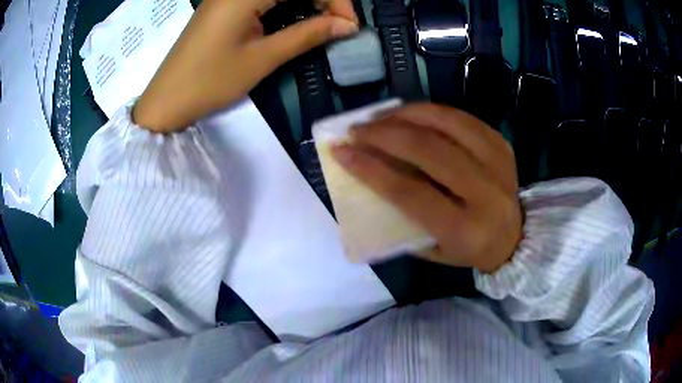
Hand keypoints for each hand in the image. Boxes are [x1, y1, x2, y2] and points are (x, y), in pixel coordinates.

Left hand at [134, 0, 358, 131]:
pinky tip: (296, 19)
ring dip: (306, 1)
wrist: (167, 99)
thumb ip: (307, 35)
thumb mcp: (262, 58)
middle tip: (338, 25)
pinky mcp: (225, 5)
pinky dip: (285, 5)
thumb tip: (347, 26)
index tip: (349, 25)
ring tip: (322, 24)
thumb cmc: (210, 80)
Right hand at [332, 104, 522, 272]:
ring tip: (380, 118)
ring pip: (446, 123)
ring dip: (406, 114)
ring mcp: (498, 162)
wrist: (514, 238)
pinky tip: (410, 115)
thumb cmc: (467, 250)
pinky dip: (430, 111)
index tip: (342, 151)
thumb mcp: (430, 249)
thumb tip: (368, 178)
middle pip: (428, 150)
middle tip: (357, 129)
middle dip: (384, 134)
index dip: (371, 169)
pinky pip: (461, 117)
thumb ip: (400, 219)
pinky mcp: (501, 144)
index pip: (410, 192)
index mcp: (464, 229)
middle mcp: (485, 192)